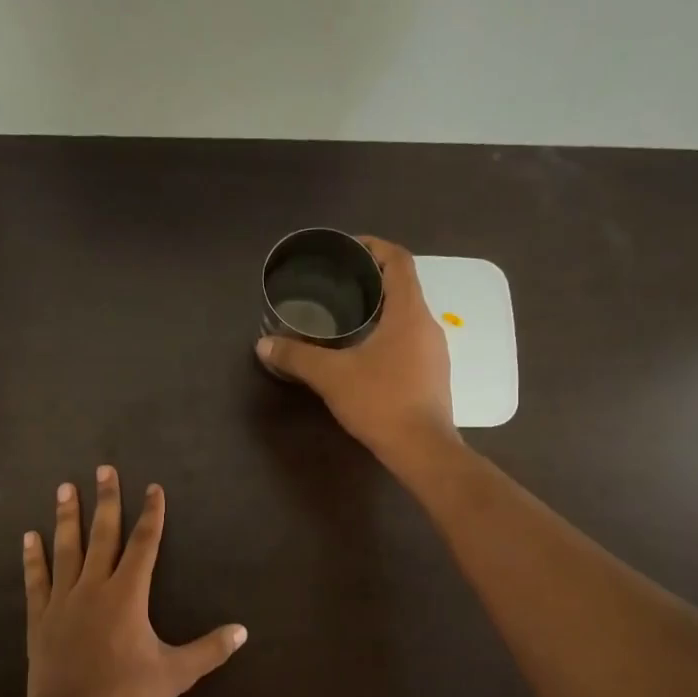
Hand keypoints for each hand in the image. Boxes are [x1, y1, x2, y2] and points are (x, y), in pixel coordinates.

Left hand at [20, 467, 246, 696]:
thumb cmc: (125, 694)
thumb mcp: (175, 674)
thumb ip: (208, 650)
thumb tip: (242, 631)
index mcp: (128, 595)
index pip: (144, 545)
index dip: (151, 515)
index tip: (153, 488)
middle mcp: (95, 587)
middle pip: (103, 535)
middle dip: (106, 500)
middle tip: (104, 469)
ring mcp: (63, 600)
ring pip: (66, 549)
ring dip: (67, 517)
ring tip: (65, 487)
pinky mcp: (40, 618)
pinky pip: (36, 580)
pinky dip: (33, 558)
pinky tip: (29, 537)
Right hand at [255, 237, 458, 465]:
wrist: (422, 449)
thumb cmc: (381, 401)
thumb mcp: (331, 376)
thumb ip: (296, 357)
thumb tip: (263, 345)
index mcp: (408, 312)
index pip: (398, 260)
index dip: (374, 247)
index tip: (347, 250)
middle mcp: (427, 324)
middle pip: (402, 286)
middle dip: (370, 280)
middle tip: (335, 285)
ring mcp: (434, 350)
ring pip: (406, 315)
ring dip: (379, 309)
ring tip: (344, 317)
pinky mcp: (432, 373)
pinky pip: (409, 339)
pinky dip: (386, 334)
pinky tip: (362, 352)